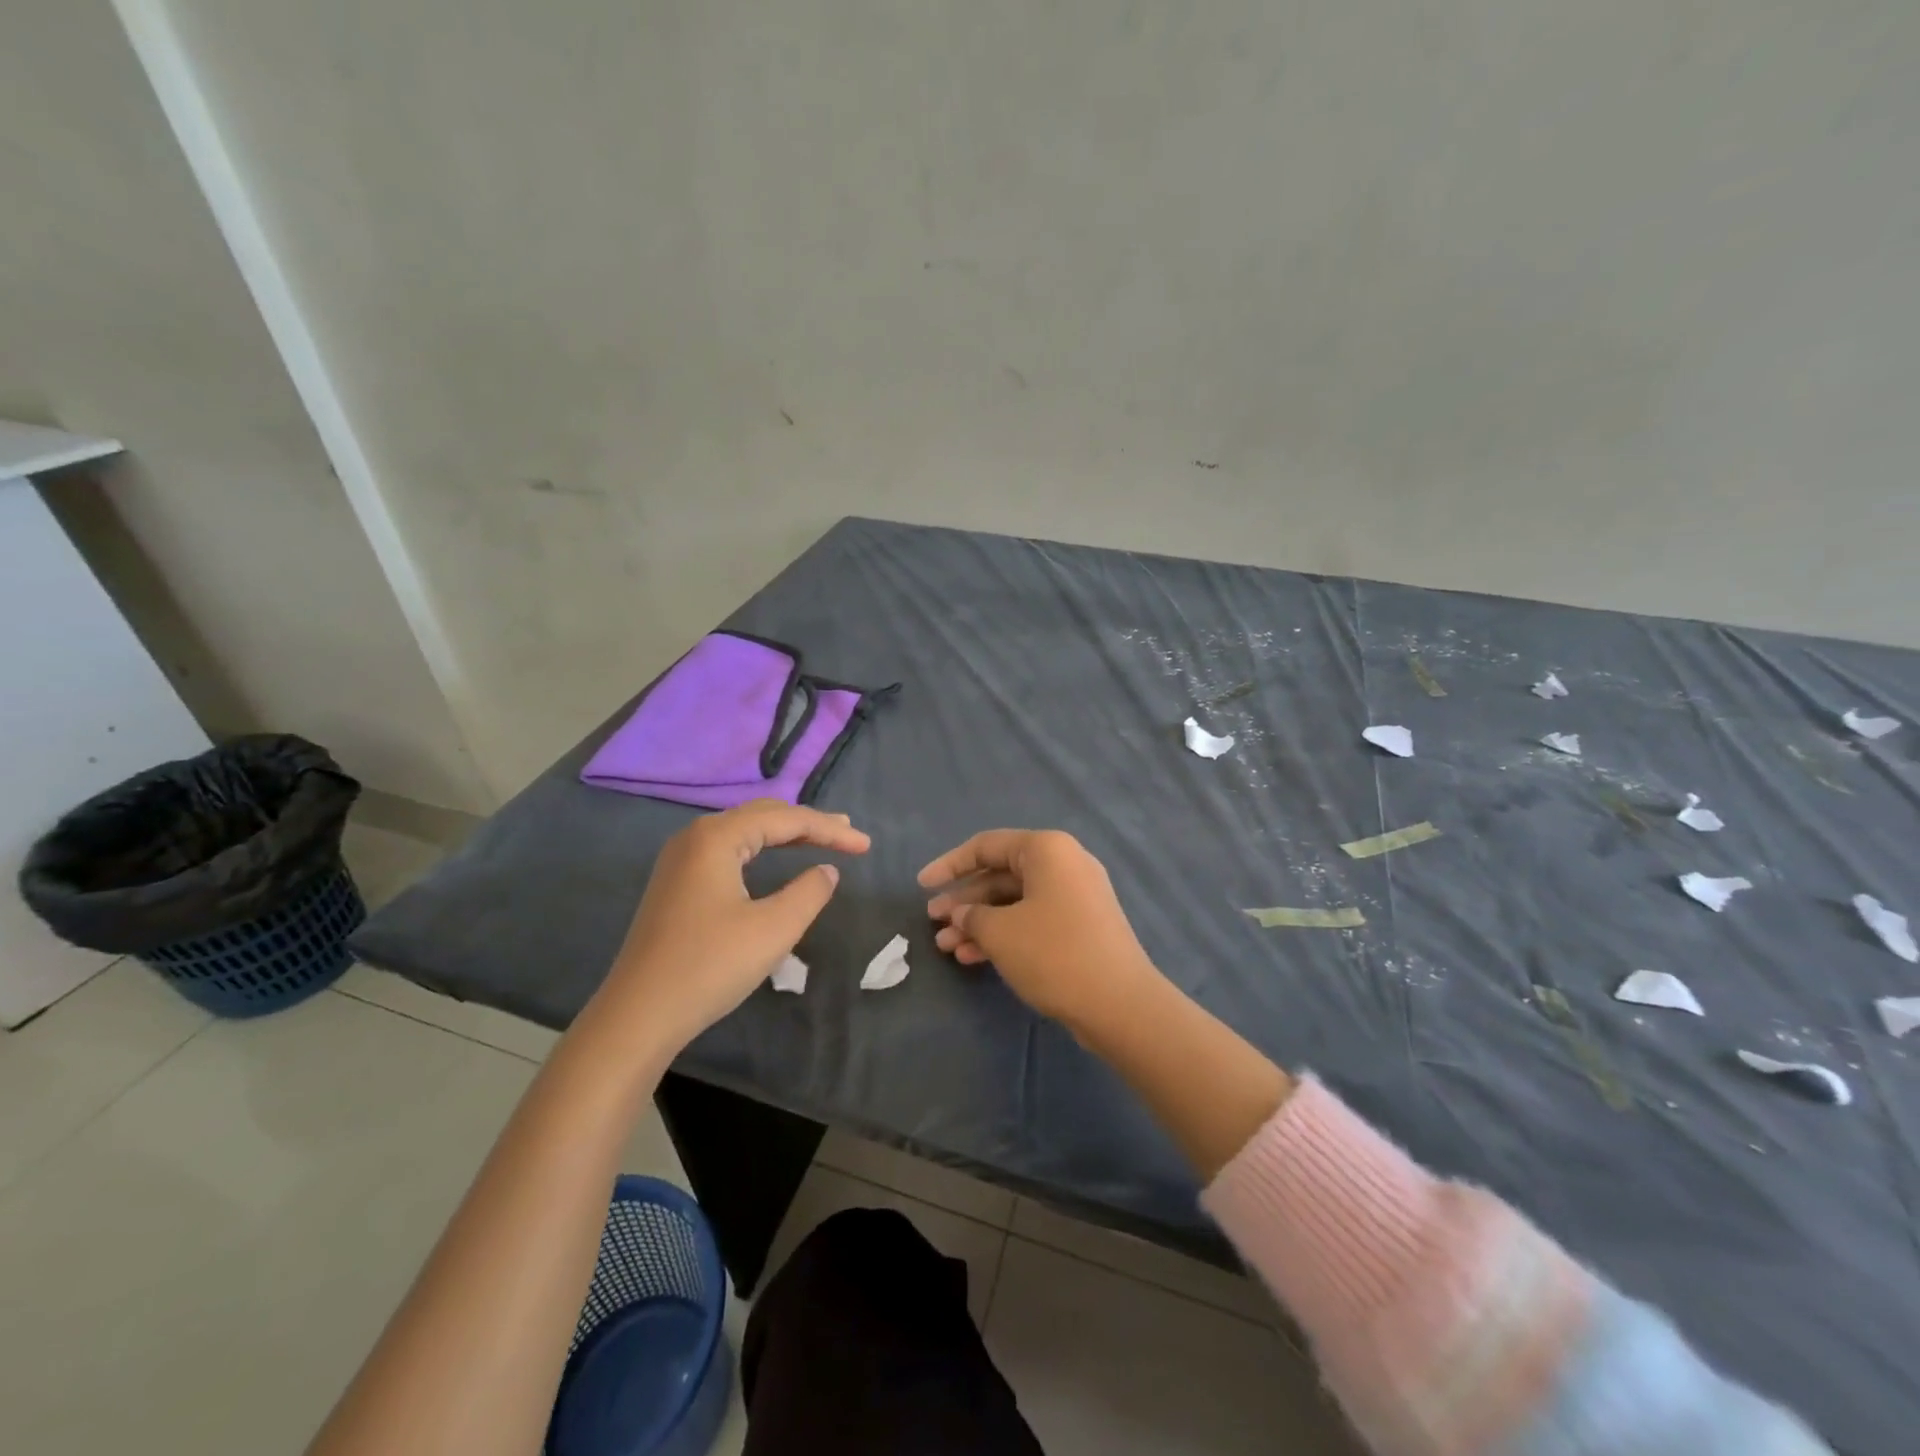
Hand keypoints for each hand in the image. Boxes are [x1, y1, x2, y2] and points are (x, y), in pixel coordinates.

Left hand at [601, 800, 869, 1046]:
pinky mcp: (676, 884)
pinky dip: (760, 849)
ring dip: (784, 834)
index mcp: (717, 837)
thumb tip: (826, 871)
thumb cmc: (710, 966)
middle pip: (762, 816)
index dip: (830, 829)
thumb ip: (809, 892)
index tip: (865, 845)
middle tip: (847, 834)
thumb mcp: (773, 929)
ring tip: (820, 838)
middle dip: (808, 824)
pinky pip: (728, 850)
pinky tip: (773, 859)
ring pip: (743, 832)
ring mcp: (680, 860)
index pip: (786, 819)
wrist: (638, 1015)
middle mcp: (695, 837)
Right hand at [919, 829, 1158, 1027]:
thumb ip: (972, 916)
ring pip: (1014, 901)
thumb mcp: (1000, 932)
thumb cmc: (1054, 953)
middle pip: (1000, 875)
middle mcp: (1063, 864)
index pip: (986, 846)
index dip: (949, 865)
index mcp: (1046, 849)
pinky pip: (1032, 920)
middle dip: (963, 900)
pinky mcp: (1080, 926)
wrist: (1120, 1004)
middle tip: (933, 921)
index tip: (922, 886)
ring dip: (979, 922)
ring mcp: (1075, 896)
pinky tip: (972, 958)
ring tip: (946, 946)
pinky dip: (1004, 934)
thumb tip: (963, 914)